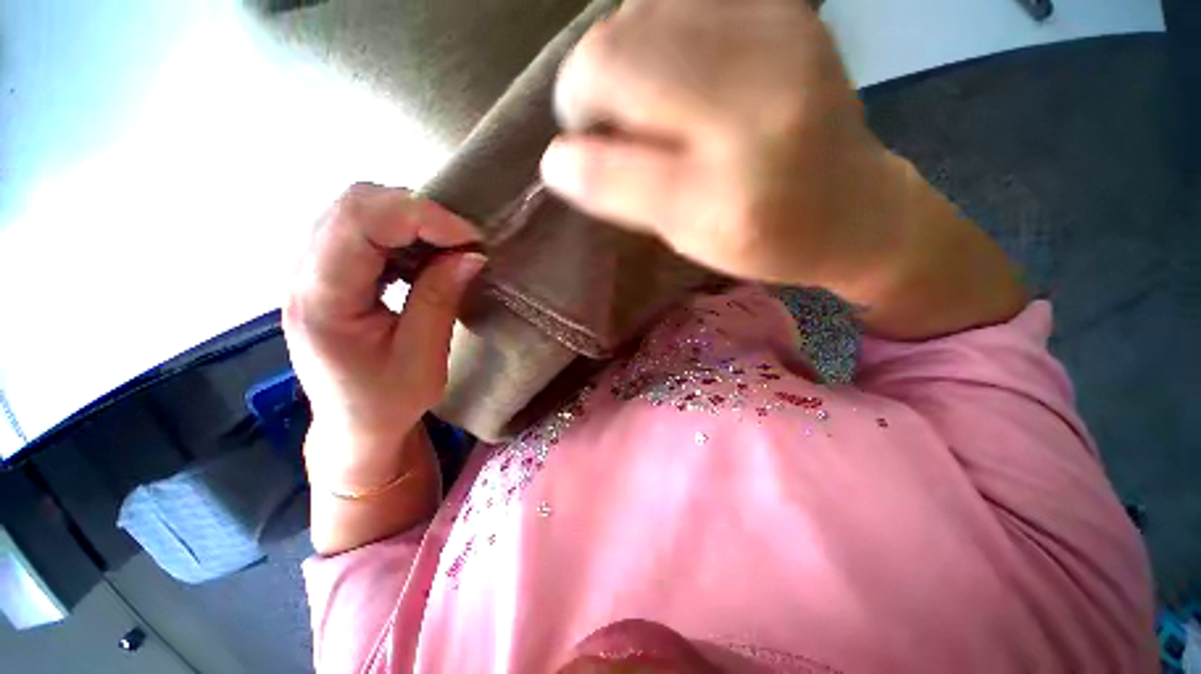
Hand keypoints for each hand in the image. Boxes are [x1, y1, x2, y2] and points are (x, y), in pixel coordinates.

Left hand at [284, 183, 484, 494]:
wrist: (354, 426)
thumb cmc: (388, 403)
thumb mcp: (423, 358)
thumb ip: (440, 298)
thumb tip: (470, 254)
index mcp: (321, 300)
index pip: (360, 222)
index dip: (422, 217)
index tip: (471, 239)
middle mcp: (304, 275)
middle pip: (352, 204)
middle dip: (417, 212)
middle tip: (461, 241)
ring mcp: (311, 270)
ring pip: (356, 209)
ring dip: (410, 220)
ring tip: (447, 248)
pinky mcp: (328, 273)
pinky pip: (362, 229)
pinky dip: (401, 232)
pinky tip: (424, 256)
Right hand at [542, 0, 1024, 338]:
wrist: (852, 205)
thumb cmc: (763, 239)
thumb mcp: (686, 238)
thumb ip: (620, 195)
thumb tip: (556, 158)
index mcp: (723, 181)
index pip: (609, 132)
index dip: (575, 129)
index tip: (582, 151)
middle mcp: (754, 90)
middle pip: (614, 48)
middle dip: (591, 87)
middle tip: (613, 126)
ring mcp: (776, 30)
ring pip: (640, 12)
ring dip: (623, 61)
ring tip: (650, 105)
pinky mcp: (786, 7)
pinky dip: (657, 34)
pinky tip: (678, 74)